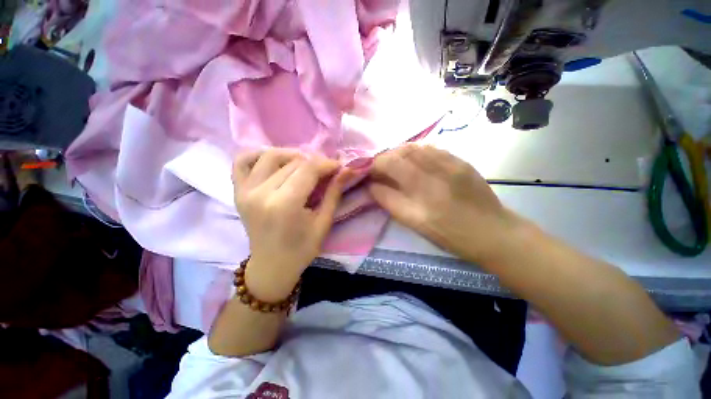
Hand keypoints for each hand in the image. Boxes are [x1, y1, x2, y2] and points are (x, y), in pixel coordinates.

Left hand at [232, 149, 351, 301]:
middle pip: (292, 162)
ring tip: (304, 165)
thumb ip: (334, 193)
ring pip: (270, 156)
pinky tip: (275, 162)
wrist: (271, 266)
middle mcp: (261, 193)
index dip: (326, 163)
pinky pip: (242, 161)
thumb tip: (347, 169)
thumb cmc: (302, 249)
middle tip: (325, 169)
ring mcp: (245, 191)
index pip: (308, 169)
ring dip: (291, 155)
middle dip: (314, 161)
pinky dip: (259, 155)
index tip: (338, 166)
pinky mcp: (237, 191)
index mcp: (285, 205)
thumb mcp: (324, 222)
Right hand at [369, 144, 520, 264]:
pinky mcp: (460, 160)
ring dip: (399, 153)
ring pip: (415, 147)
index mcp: (421, 192)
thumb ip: (389, 201)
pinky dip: (417, 152)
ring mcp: (450, 163)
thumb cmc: (449, 234)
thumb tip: (372, 186)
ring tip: (396, 164)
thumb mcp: (414, 223)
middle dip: (384, 158)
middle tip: (381, 169)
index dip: (375, 166)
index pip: (389, 165)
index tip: (370, 174)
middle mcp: (434, 172)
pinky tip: (416, 161)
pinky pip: (431, 148)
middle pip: (400, 153)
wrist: (491, 231)